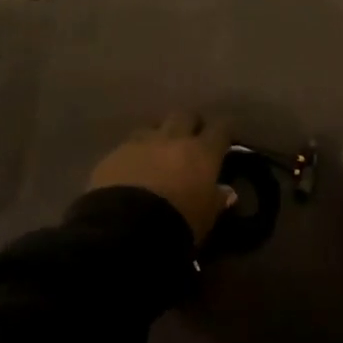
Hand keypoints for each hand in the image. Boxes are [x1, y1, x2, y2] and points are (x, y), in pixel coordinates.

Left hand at [88, 112, 234, 243]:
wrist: (125, 227)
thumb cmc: (178, 223)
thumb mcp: (206, 218)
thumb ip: (217, 200)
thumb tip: (227, 191)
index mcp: (202, 152)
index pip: (221, 127)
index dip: (224, 131)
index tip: (224, 139)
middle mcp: (173, 138)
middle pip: (186, 115)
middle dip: (190, 124)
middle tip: (191, 140)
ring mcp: (142, 142)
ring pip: (154, 125)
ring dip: (159, 135)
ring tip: (159, 152)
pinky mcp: (114, 153)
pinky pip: (129, 144)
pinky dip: (134, 152)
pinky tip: (132, 167)